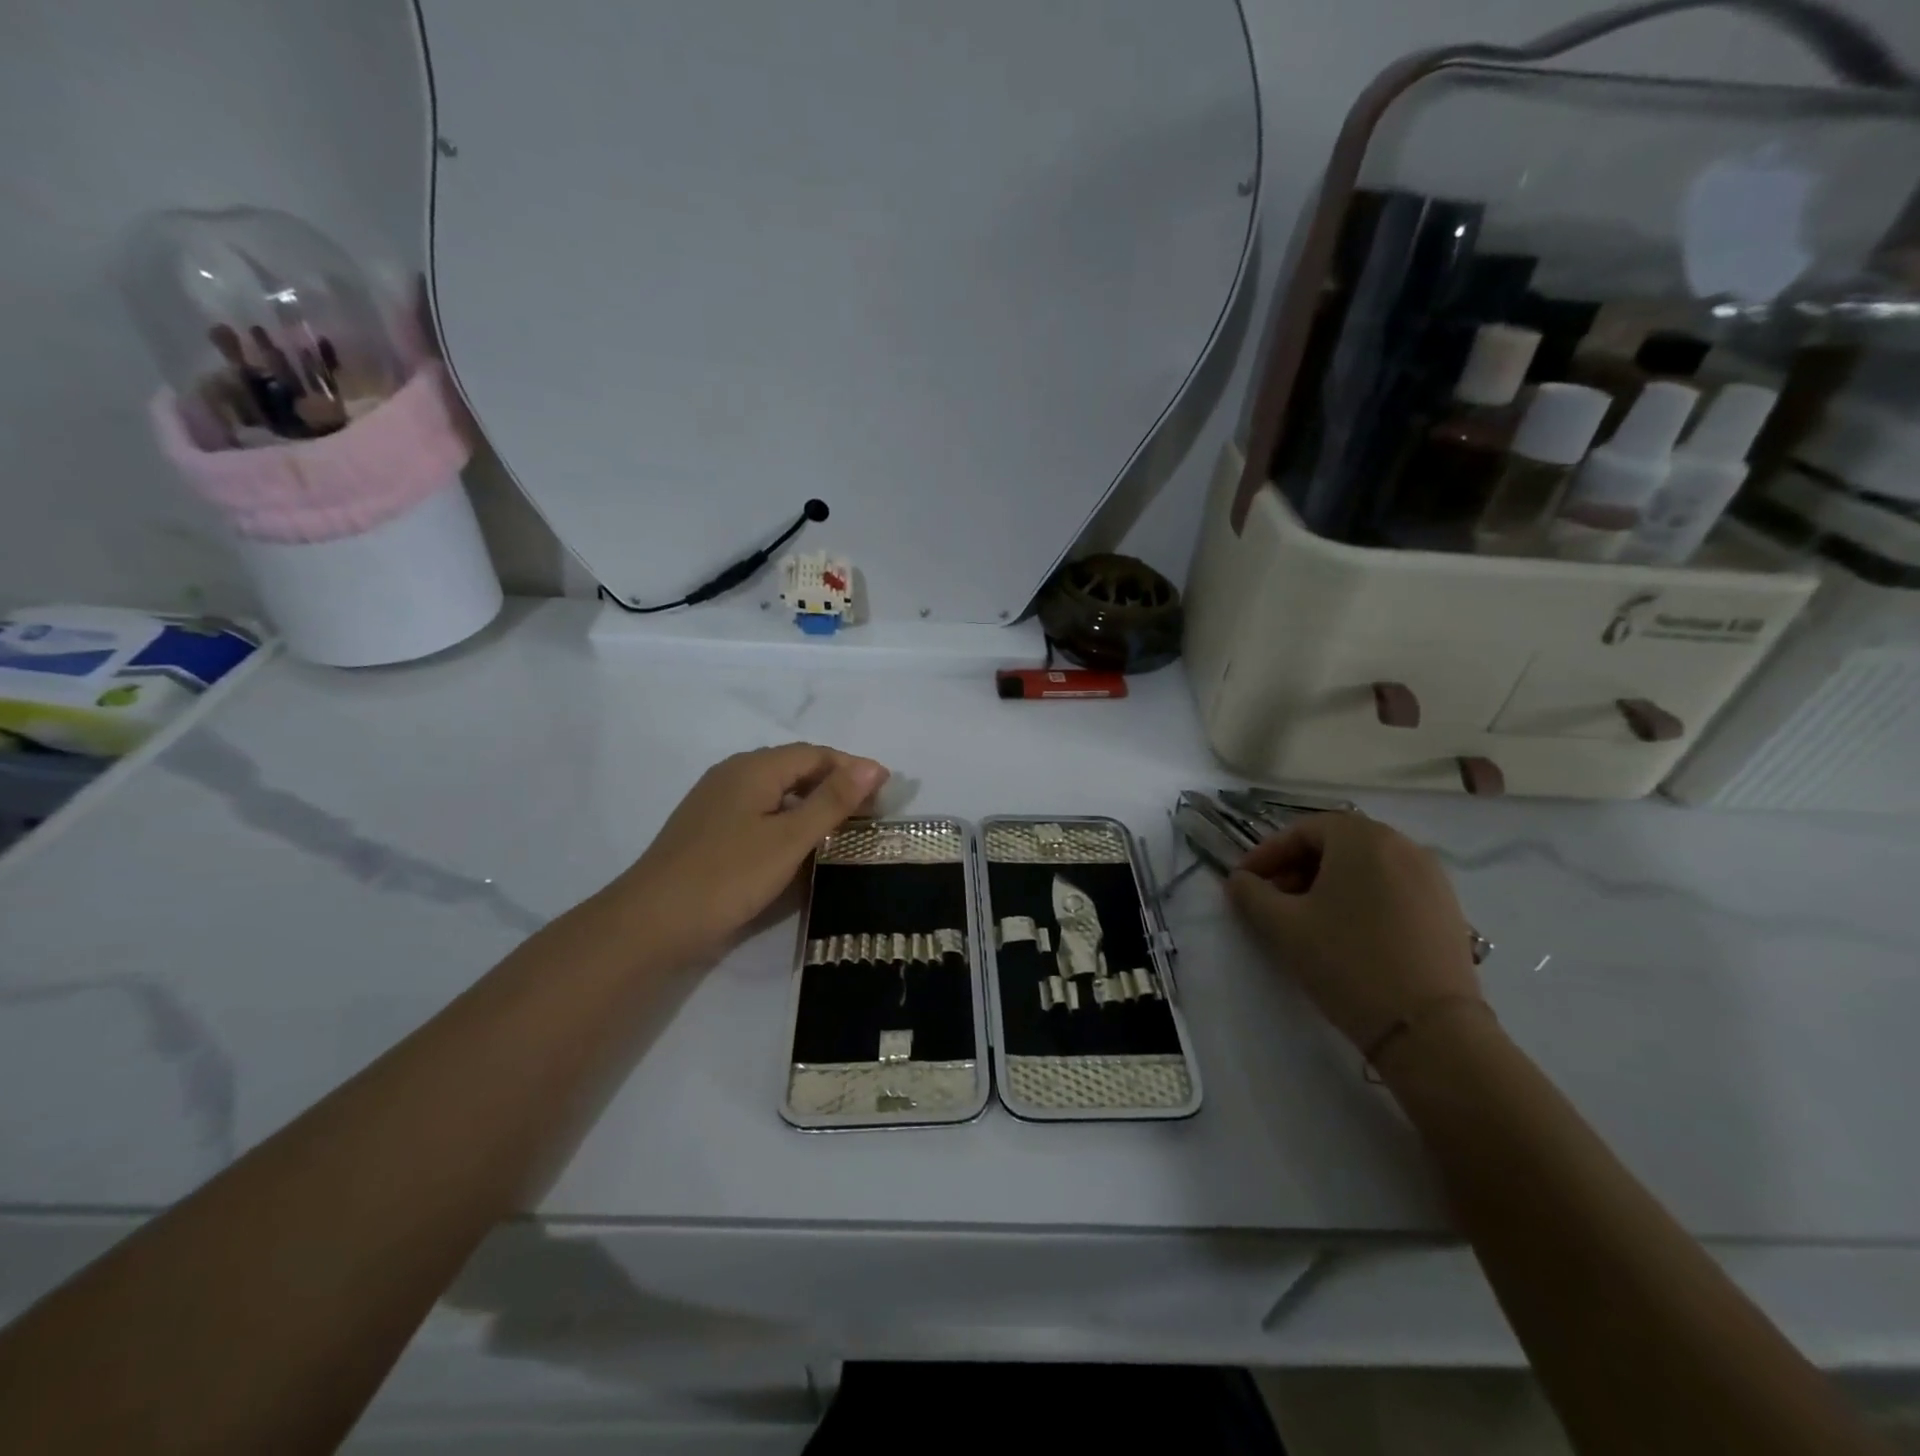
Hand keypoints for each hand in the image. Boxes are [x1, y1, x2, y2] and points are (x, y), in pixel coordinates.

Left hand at [612, 743, 887, 968]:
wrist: (651, 922)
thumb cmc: (727, 876)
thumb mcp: (789, 839)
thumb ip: (832, 801)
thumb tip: (873, 766)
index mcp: (754, 768)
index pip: (815, 754)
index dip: (852, 767)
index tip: (886, 790)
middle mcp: (733, 774)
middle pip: (794, 767)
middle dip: (835, 782)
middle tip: (869, 810)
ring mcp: (716, 801)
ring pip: (776, 790)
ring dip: (812, 801)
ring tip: (841, 825)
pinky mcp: (708, 828)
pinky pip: (759, 809)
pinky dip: (787, 817)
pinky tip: (797, 841)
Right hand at [1227, 812, 1478, 1054]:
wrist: (1430, 1029)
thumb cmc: (1347, 962)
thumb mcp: (1284, 927)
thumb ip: (1251, 894)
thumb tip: (1239, 880)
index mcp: (1362, 838)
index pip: (1302, 830)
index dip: (1266, 853)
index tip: (1243, 881)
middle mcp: (1401, 845)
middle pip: (1335, 844)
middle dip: (1296, 867)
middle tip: (1270, 899)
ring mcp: (1431, 876)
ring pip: (1364, 866)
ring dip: (1327, 882)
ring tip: (1305, 918)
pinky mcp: (1447, 908)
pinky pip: (1391, 886)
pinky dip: (1360, 897)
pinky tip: (1345, 931)